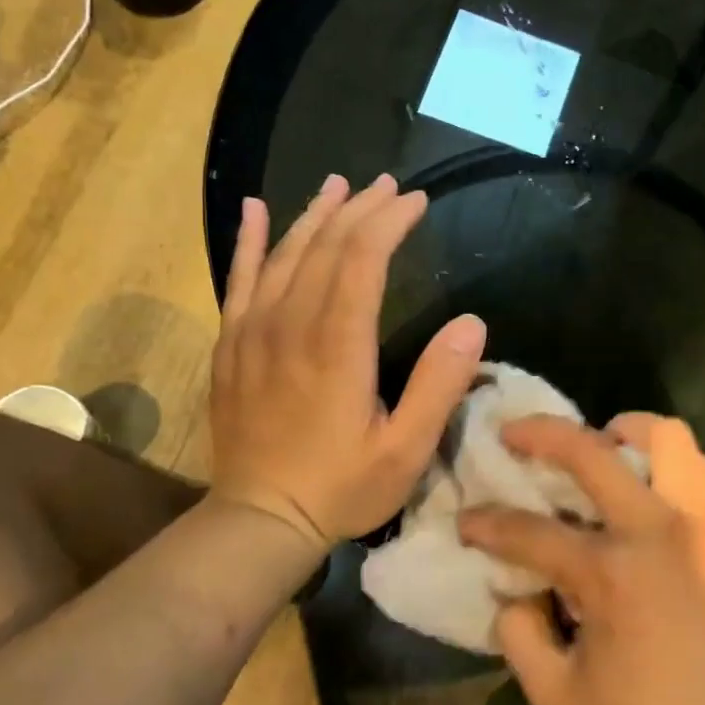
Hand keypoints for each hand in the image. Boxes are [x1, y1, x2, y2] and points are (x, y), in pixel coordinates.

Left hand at [210, 173, 486, 549]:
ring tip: (339, 185)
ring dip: (315, 214)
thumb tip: (473, 323)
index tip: (418, 201)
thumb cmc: (342, 487)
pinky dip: (248, 240)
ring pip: (284, 253)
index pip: (363, 259)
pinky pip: (238, 279)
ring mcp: (253, 332)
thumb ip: (439, 385)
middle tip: (390, 186)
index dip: (391, 222)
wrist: (260, 519)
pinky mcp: (231, 345)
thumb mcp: (406, 450)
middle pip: (326, 246)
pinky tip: (254, 209)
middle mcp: (291, 325)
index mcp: (337, 346)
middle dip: (361, 209)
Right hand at [458, 413, 704, 704]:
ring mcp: (693, 521)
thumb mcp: (560, 702)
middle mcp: (650, 529)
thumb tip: (515, 593)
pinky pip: (696, 466)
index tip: (466, 522)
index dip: (486, 524)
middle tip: (512, 434)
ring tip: (597, 445)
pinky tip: (642, 479)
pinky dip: (664, 457)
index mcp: (607, 573)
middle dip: (539, 432)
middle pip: (588, 451)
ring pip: (663, 436)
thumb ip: (520, 640)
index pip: (529, 532)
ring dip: (621, 430)